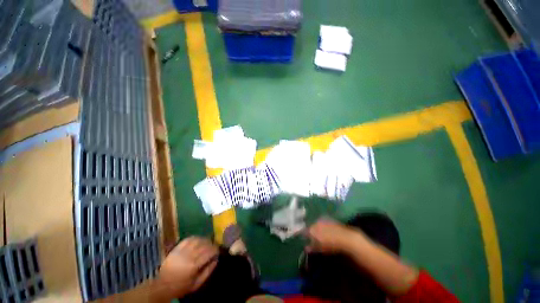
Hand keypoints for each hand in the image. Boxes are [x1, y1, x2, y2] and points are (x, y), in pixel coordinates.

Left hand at [154, 237, 218, 298]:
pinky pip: (188, 239)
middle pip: (204, 245)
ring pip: (197, 240)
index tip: (218, 251)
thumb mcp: (196, 284)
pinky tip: (198, 240)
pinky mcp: (176, 248)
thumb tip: (216, 259)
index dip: (215, 250)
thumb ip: (208, 271)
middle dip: (211, 244)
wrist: (162, 286)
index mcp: (194, 265)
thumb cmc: (181, 286)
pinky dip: (195, 238)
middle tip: (214, 246)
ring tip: (207, 242)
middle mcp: (189, 255)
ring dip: (204, 240)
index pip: (209, 252)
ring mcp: (182, 251)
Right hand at [305, 218, 359, 252]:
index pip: (304, 231)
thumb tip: (306, 248)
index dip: (303, 234)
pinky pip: (323, 222)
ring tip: (319, 234)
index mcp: (312, 229)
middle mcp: (316, 223)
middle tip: (311, 237)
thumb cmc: (331, 245)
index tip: (302, 237)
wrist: (346, 238)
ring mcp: (323, 220)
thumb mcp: (320, 248)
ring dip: (316, 228)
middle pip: (311, 226)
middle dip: (310, 231)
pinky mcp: (330, 219)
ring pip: (317, 224)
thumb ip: (312, 247)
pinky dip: (323, 226)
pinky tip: (326, 230)